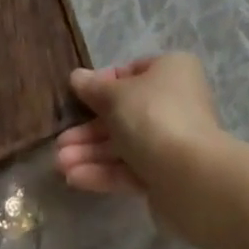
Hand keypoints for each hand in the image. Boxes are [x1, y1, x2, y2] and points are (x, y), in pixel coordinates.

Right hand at [55, 54, 224, 196]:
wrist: (190, 176)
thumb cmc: (152, 116)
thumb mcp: (116, 95)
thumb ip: (94, 88)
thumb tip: (77, 77)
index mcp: (171, 70)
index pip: (132, 72)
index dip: (103, 85)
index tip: (78, 98)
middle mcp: (175, 101)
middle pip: (125, 112)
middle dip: (89, 129)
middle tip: (59, 143)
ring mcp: (172, 140)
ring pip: (125, 143)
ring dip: (91, 152)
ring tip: (59, 164)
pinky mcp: (166, 175)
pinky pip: (131, 168)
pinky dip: (104, 171)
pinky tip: (75, 178)